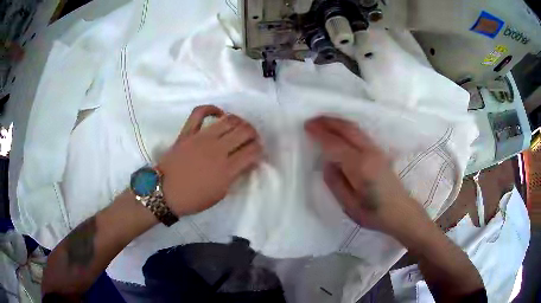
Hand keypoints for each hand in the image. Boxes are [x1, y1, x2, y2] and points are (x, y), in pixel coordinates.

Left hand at [158, 105, 262, 216]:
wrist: (164, 193)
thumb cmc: (193, 199)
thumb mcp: (219, 194)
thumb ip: (234, 176)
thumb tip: (245, 163)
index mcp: (226, 169)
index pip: (253, 151)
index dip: (259, 150)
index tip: (257, 153)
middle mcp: (217, 150)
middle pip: (244, 131)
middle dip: (253, 134)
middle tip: (251, 140)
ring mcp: (201, 138)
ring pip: (229, 120)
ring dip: (239, 122)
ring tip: (239, 128)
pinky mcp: (187, 132)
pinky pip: (200, 112)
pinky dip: (211, 109)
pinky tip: (219, 114)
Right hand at [305, 116, 426, 234]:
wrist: (401, 211)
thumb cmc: (374, 213)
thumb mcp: (349, 205)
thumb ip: (335, 182)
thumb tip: (327, 163)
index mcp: (360, 166)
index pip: (335, 144)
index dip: (320, 133)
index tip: (306, 126)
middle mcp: (369, 152)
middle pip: (347, 129)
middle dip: (328, 121)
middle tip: (312, 120)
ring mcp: (376, 150)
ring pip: (355, 128)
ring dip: (337, 122)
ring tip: (322, 121)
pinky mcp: (379, 152)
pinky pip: (360, 133)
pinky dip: (346, 127)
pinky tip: (340, 131)